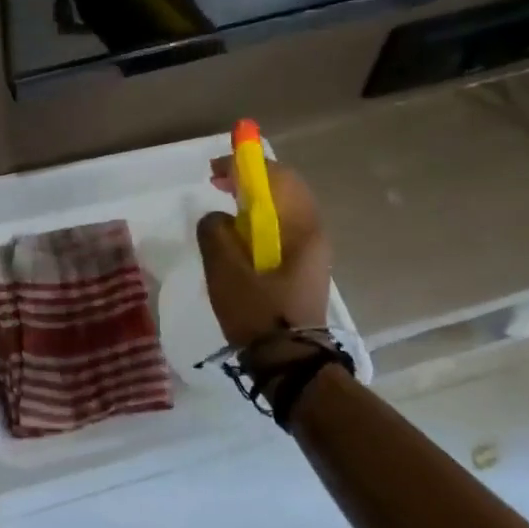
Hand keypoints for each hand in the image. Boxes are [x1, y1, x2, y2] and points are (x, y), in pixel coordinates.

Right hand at [195, 156, 331, 347]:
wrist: (289, 363)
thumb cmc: (257, 312)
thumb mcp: (225, 270)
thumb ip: (215, 231)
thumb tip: (219, 219)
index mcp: (300, 227)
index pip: (276, 177)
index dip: (245, 164)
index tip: (215, 168)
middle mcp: (313, 232)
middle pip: (285, 187)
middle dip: (252, 177)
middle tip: (219, 181)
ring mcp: (312, 250)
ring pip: (285, 207)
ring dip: (257, 197)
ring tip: (227, 205)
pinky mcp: (304, 266)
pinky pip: (284, 227)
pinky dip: (262, 218)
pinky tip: (241, 234)